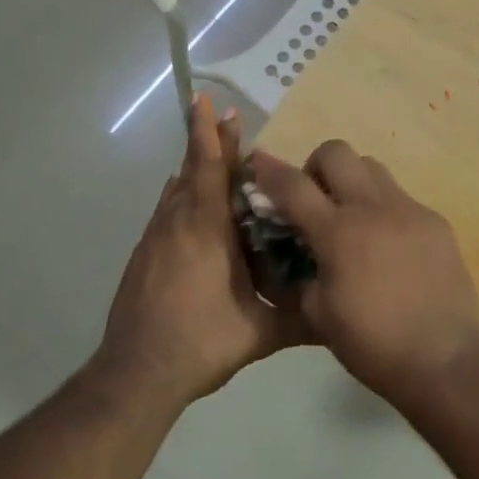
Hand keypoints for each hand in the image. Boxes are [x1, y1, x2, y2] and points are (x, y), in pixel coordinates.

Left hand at [98, 97, 300, 405]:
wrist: (136, 374)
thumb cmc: (201, 343)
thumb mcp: (260, 332)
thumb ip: (301, 319)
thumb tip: (341, 313)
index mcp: (206, 230)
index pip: (211, 170)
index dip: (215, 136)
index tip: (215, 105)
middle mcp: (177, 224)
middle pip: (192, 170)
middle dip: (207, 141)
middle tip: (221, 116)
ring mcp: (155, 240)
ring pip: (175, 191)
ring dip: (193, 169)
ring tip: (213, 157)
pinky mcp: (143, 257)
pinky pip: (165, 212)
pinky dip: (180, 197)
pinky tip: (189, 207)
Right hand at [248, 141, 478, 397]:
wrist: (446, 360)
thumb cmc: (374, 344)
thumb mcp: (318, 315)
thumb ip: (299, 275)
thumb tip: (295, 253)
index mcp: (338, 233)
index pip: (293, 185)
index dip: (269, 170)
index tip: (257, 162)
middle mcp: (374, 208)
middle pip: (337, 151)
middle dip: (316, 167)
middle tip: (315, 201)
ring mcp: (410, 210)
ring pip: (373, 167)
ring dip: (352, 182)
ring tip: (353, 220)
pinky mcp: (436, 222)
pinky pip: (402, 198)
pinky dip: (384, 209)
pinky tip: (388, 247)